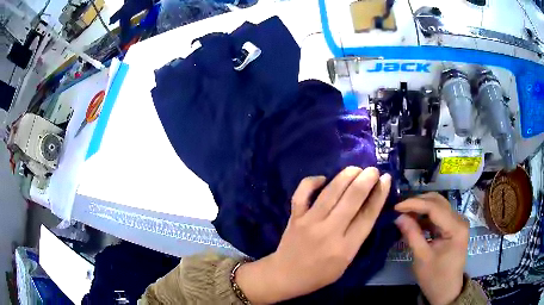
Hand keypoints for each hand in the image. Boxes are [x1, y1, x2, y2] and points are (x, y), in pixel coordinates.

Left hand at [235, 167, 391, 303]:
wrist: (285, 276)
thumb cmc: (319, 274)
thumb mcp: (346, 263)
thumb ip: (357, 238)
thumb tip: (367, 209)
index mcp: (345, 248)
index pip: (367, 216)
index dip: (378, 195)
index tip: (385, 179)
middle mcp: (329, 232)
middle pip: (351, 199)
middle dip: (365, 180)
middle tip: (373, 169)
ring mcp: (309, 222)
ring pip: (330, 193)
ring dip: (345, 176)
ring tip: (356, 169)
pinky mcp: (294, 217)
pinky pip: (302, 193)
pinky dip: (312, 182)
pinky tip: (323, 178)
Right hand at [394, 192, 468, 304]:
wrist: (446, 291)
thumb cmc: (435, 277)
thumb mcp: (422, 258)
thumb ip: (412, 234)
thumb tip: (398, 217)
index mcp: (456, 227)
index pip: (434, 207)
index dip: (414, 204)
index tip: (396, 207)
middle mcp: (459, 220)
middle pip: (438, 202)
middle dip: (418, 202)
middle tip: (399, 209)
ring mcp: (457, 223)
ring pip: (438, 206)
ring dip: (421, 208)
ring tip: (404, 214)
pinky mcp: (453, 228)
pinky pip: (438, 216)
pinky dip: (425, 216)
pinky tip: (414, 221)